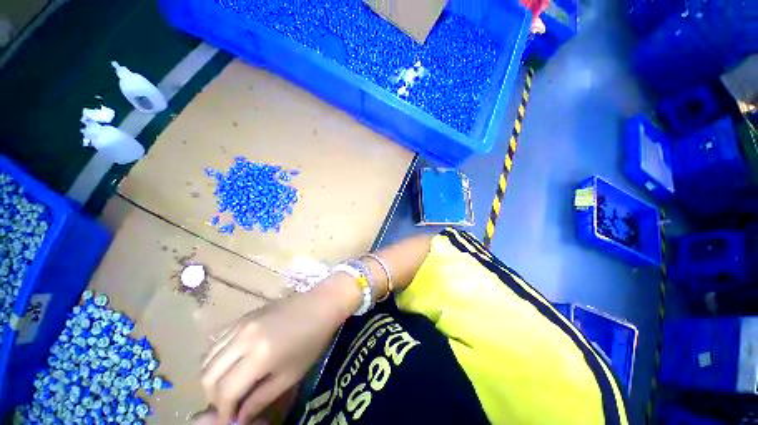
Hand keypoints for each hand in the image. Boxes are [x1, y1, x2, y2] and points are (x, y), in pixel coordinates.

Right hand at [201, 277, 360, 423]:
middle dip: (214, 396)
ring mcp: (241, 323)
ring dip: (214, 376)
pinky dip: (219, 357)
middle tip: (230, 403)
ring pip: (208, 357)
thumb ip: (261, 398)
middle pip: (207, 375)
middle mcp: (243, 338)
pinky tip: (234, 362)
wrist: (321, 304)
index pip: (224, 392)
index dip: (224, 411)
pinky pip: (219, 340)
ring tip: (230, 384)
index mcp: (258, 356)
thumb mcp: (290, 375)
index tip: (232, 418)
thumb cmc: (313, 340)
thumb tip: (239, 418)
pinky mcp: (244, 315)